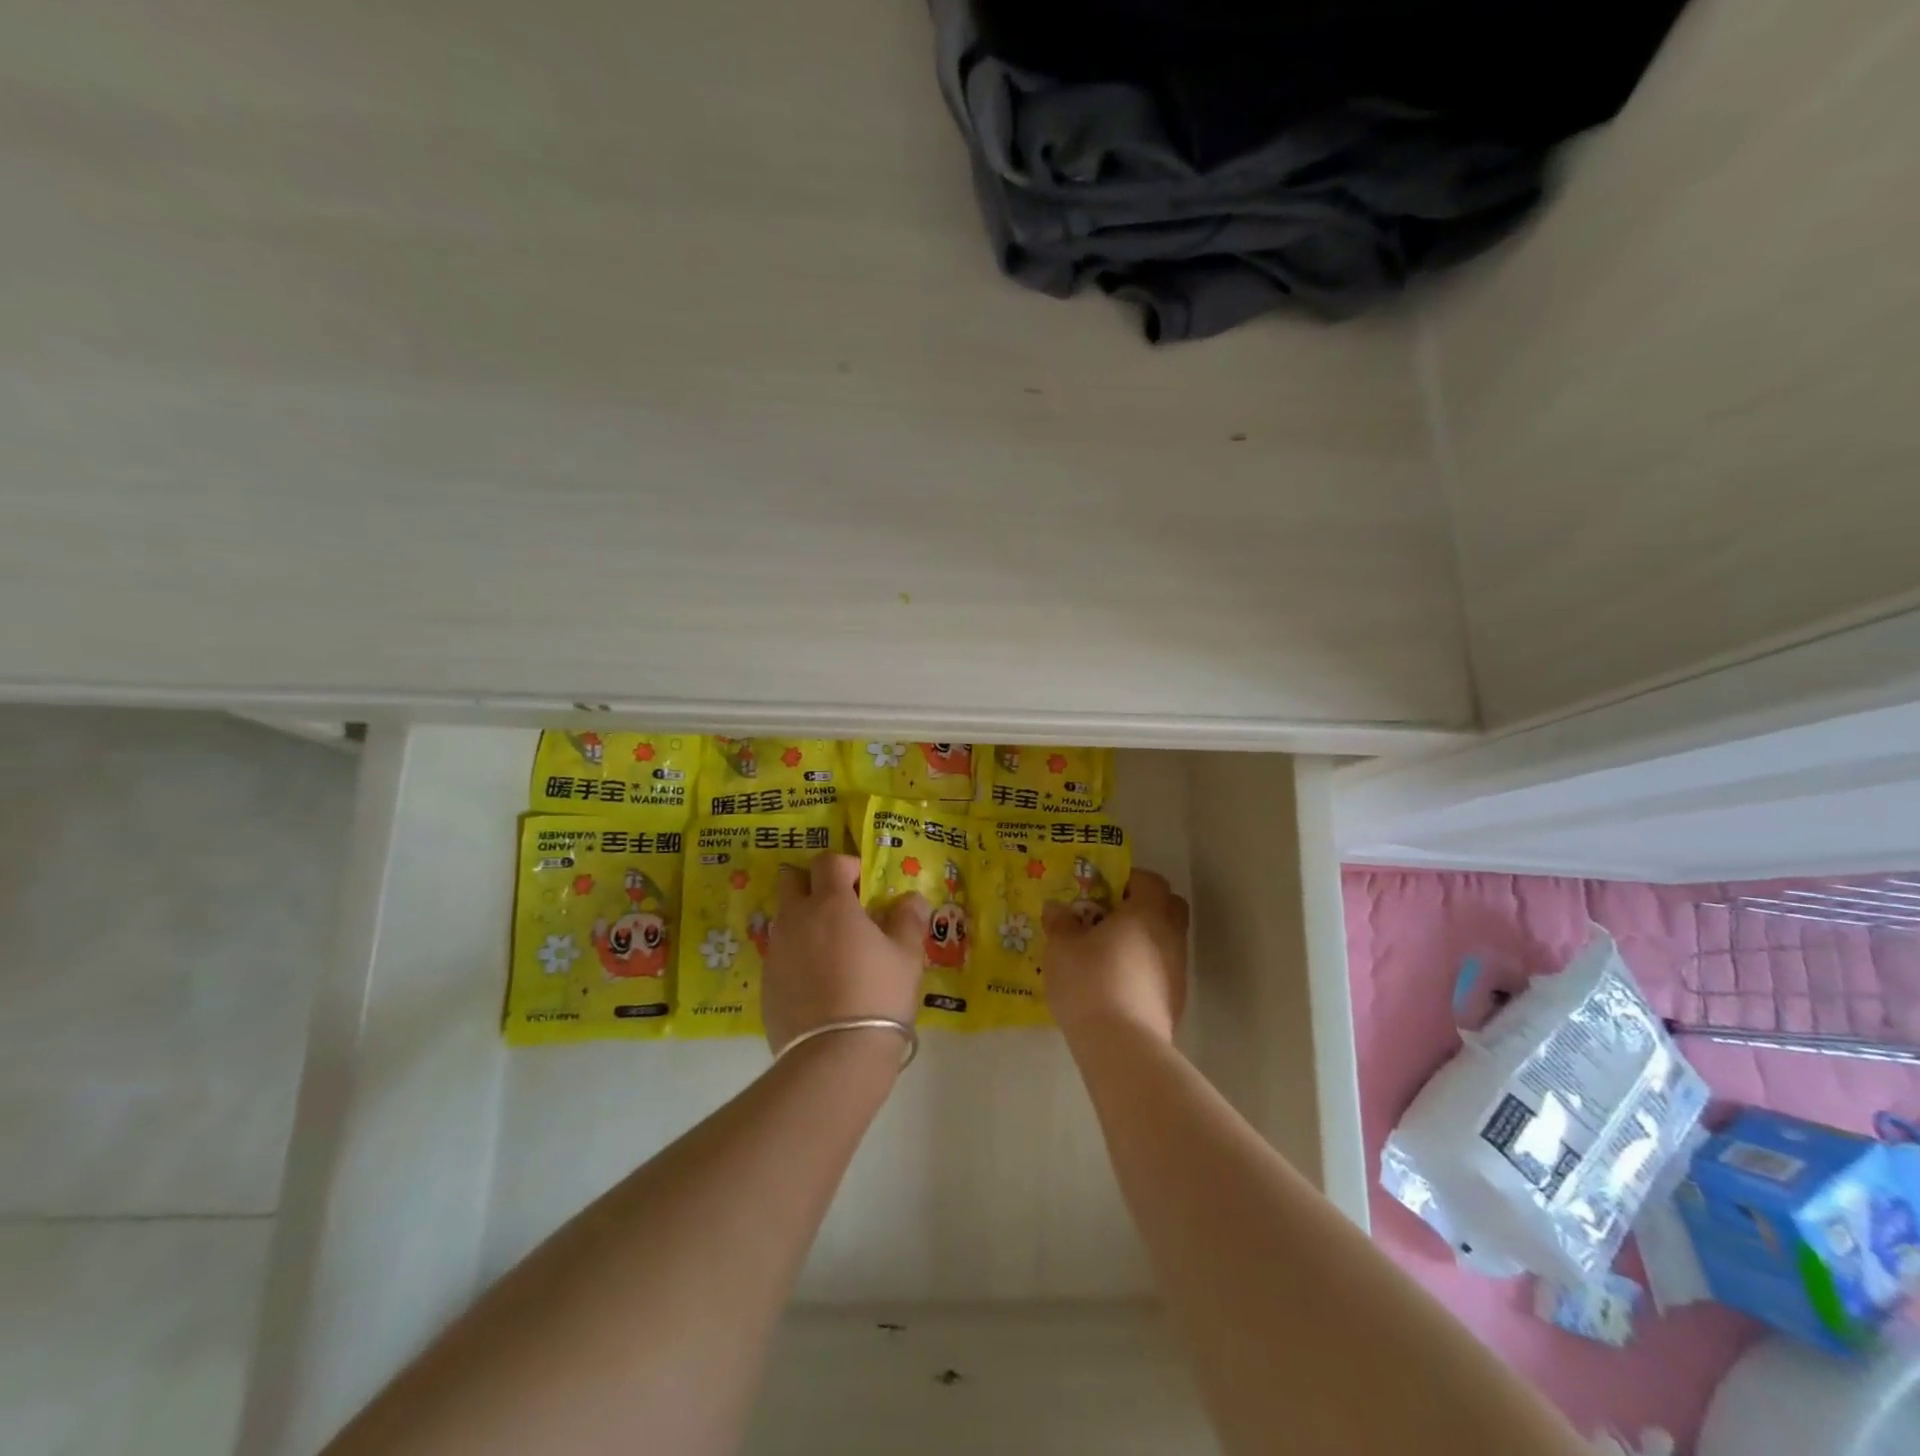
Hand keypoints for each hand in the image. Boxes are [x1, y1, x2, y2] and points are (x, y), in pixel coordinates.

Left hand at [762, 851, 928, 1055]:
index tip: (865, 885)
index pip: (828, 861)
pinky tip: (819, 982)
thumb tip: (911, 899)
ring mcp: (776, 952)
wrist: (834, 1057)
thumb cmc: (878, 995)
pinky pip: (780, 954)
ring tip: (832, 949)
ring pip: (784, 918)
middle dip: (814, 884)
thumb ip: (908, 919)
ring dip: (804, 920)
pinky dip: (797, 955)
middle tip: (841, 908)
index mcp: (830, 904)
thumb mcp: (907, 955)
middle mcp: (796, 919)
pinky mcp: (766, 984)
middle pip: (792, 881)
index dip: (847, 865)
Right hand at [1042, 868, 1189, 1044]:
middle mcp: (1170, 935)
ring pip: (1167, 939)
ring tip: (1109, 954)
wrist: (1122, 1046)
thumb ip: (1060, 922)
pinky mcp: (1176, 1000)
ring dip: (1145, 939)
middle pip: (1170, 906)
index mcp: (1146, 912)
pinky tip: (1118, 984)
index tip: (1104, 891)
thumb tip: (1057, 908)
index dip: (1129, 880)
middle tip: (1111, 917)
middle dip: (1145, 905)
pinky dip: (1146, 968)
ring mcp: (1178, 969)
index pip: (1151, 880)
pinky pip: (1163, 969)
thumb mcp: (1061, 948)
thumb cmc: (1090, 982)